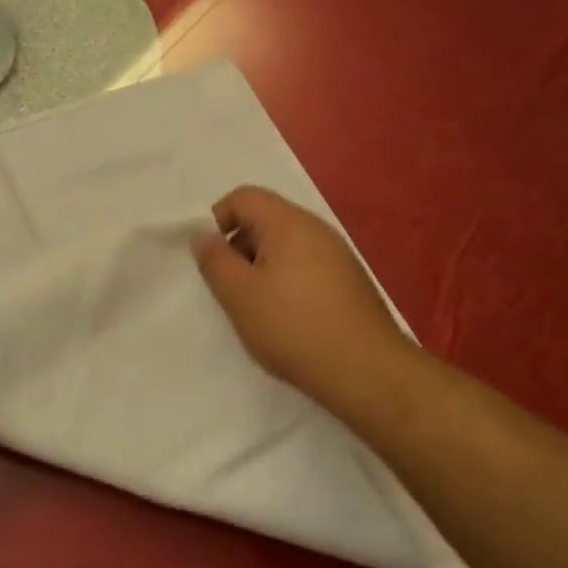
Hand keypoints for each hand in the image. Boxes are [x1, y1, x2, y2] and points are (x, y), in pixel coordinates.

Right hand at [193, 186, 414, 405]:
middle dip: (240, 247)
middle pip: (266, 219)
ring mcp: (338, 255)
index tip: (211, 259)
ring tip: (256, 308)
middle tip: (230, 288)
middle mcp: (317, 229)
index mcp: (289, 223)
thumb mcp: (239, 295)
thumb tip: (202, 235)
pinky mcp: (350, 281)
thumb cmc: (293, 327)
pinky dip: (287, 282)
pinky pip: (307, 266)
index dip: (218, 219)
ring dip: (262, 268)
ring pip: (286, 246)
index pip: (244, 196)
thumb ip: (214, 261)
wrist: (364, 370)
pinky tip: (287, 318)